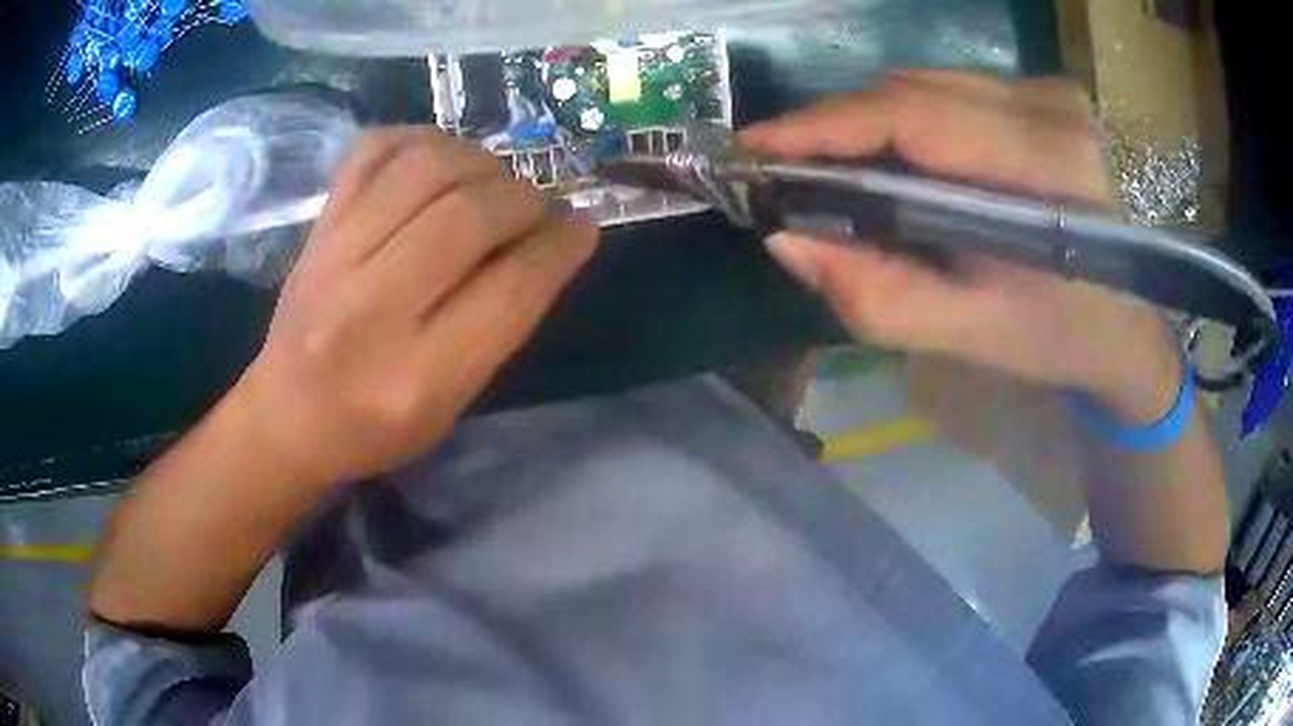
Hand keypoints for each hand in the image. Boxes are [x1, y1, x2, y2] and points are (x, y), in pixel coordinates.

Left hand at [230, 128, 597, 486]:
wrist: (287, 414)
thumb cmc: (376, 426)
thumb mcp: (452, 403)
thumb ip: (500, 325)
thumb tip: (550, 241)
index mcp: (418, 377)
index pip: (510, 290)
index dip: (560, 247)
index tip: (582, 226)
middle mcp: (373, 309)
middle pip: (468, 217)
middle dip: (525, 200)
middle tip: (537, 208)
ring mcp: (336, 256)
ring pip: (425, 169)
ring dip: (480, 162)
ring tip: (492, 182)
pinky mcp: (318, 224)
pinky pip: (374, 149)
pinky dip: (422, 139)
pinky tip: (441, 159)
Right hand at [742, 71, 1179, 422]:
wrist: (1125, 320)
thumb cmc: (1057, 337)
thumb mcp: (971, 335)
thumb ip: (879, 297)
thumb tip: (786, 241)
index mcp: (1049, 171)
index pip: (917, 118)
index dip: (826, 125)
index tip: (755, 146)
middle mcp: (1052, 109)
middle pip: (913, 92)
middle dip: (838, 126)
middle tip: (783, 166)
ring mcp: (1052, 92)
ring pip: (927, 84)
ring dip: (871, 122)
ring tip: (830, 164)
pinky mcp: (1047, 91)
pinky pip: (952, 90)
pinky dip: (909, 118)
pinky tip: (896, 155)